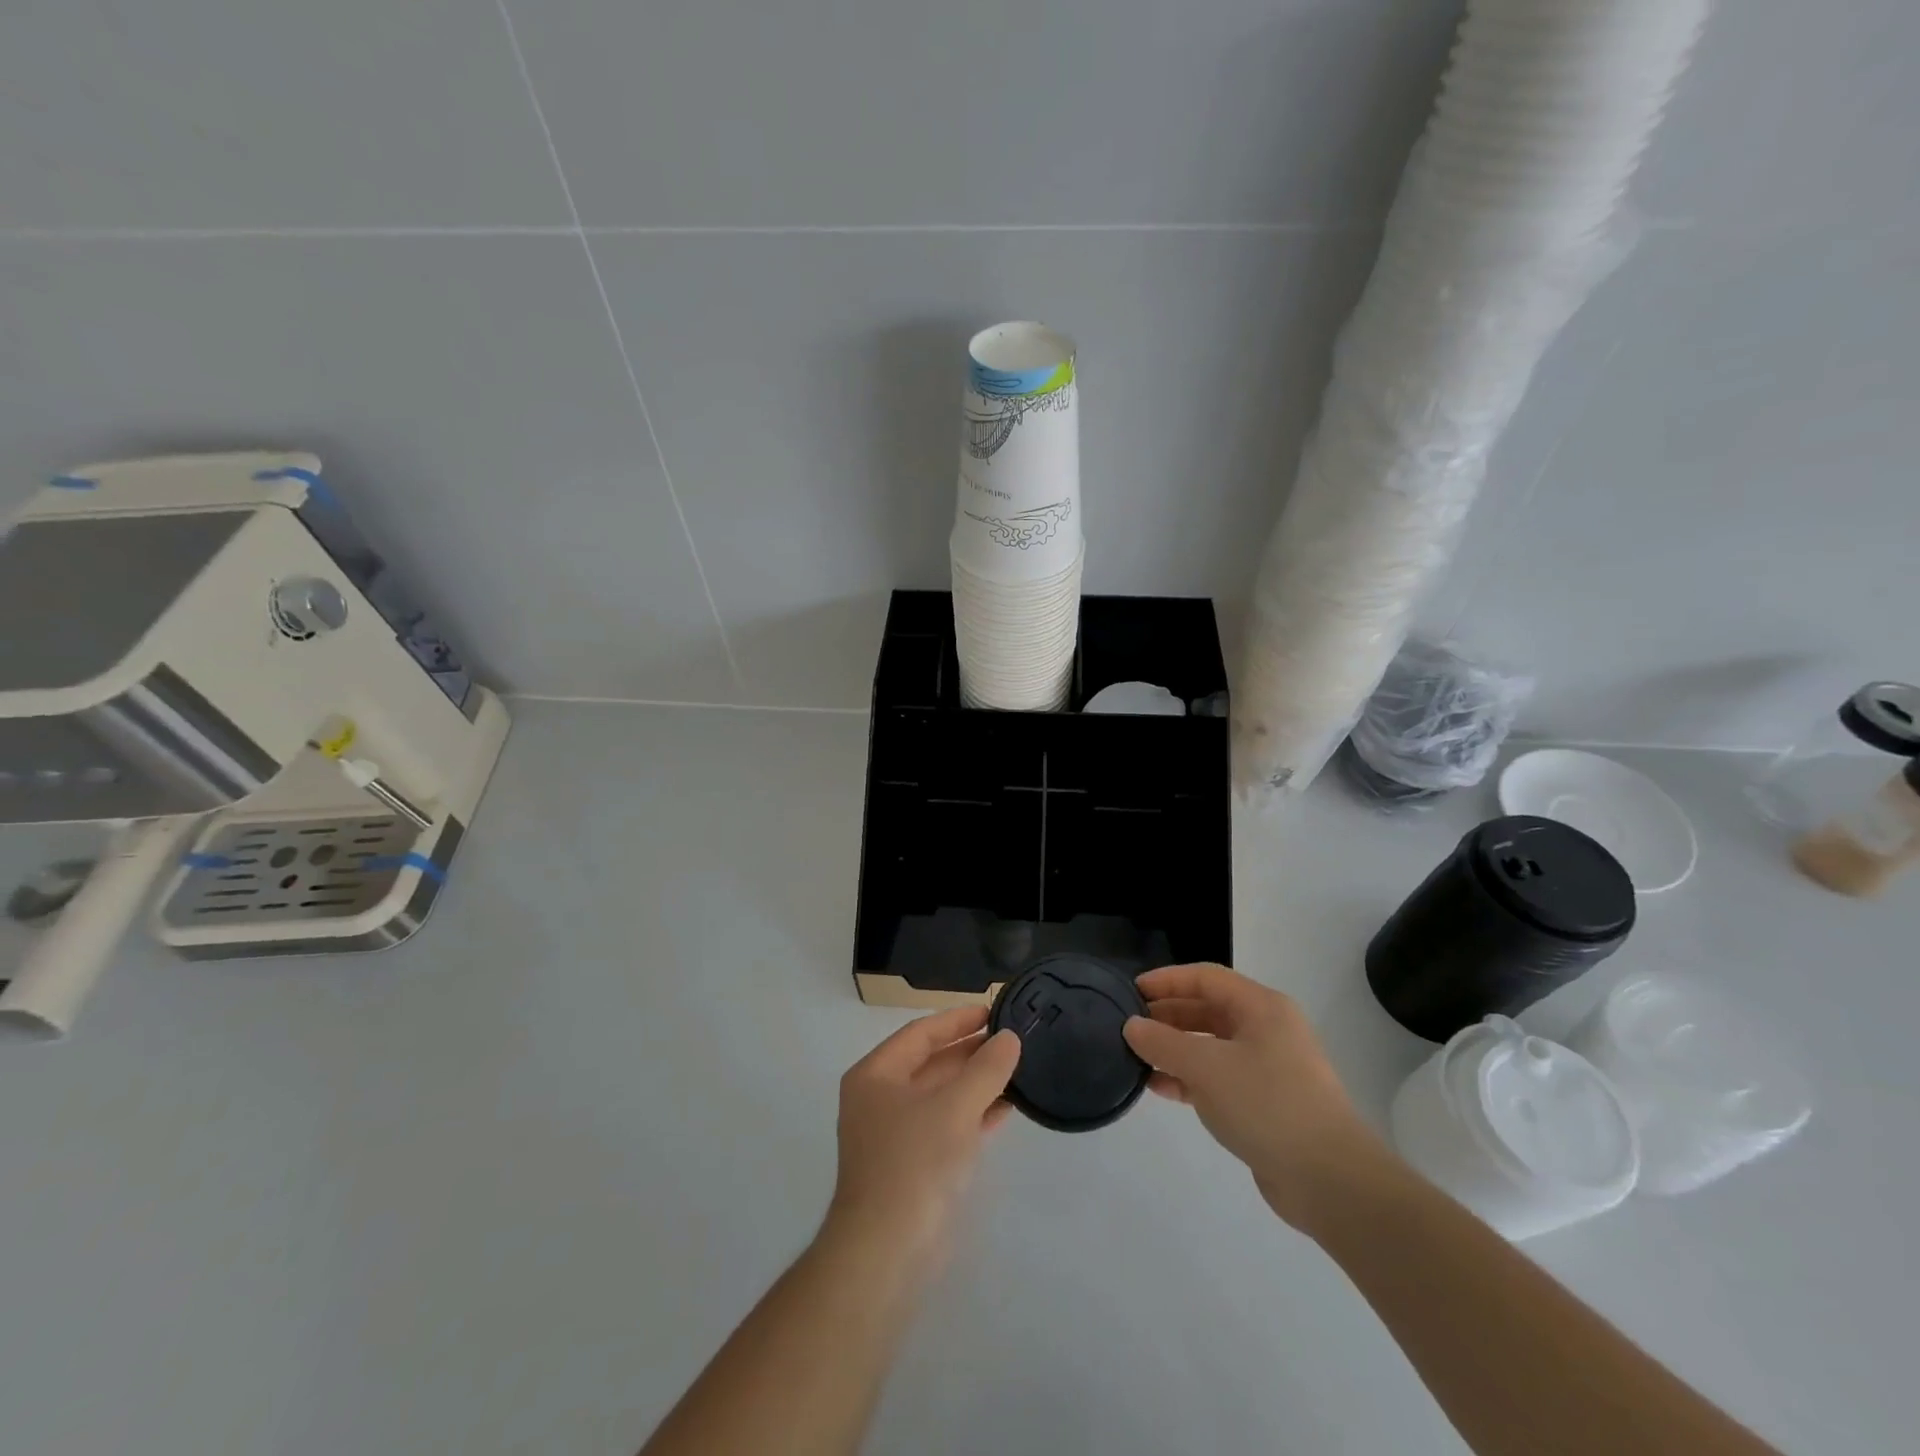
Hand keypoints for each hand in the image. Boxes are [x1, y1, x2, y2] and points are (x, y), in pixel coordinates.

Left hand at [826, 1006, 1021, 1266]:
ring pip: (941, 1096)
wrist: (886, 1253)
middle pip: (931, 1062)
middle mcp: (880, 1099)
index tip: (994, 1010)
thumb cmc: (915, 1163)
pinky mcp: (912, 1166)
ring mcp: (895, 1134)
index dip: (958, 1019)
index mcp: (875, 1075)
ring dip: (977, 1083)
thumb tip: (1009, 1038)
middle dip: (971, 1052)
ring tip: (1017, 1069)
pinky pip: (947, 1125)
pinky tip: (1006, 1109)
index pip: (921, 1033)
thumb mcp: (955, 1107)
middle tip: (1012, 1040)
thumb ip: (986, 1069)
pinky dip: (974, 1114)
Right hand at [1123, 963, 1389, 1229]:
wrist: (1330, 1180)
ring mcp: (1269, 1068)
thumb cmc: (1267, 1104)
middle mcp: (1267, 1030)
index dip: (1167, 980)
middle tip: (1129, 1026)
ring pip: (1212, 1046)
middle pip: (1208, 1010)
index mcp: (1262, 1008)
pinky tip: (1160, 1089)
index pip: (1206, 978)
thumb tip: (1132, 1026)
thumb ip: (1163, 1043)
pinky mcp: (1265, 1103)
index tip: (1132, 991)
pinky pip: (1219, 1078)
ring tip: (1137, 1058)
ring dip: (1175, 1050)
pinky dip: (1190, 1079)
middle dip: (1168, 1016)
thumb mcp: (1207, 1068)